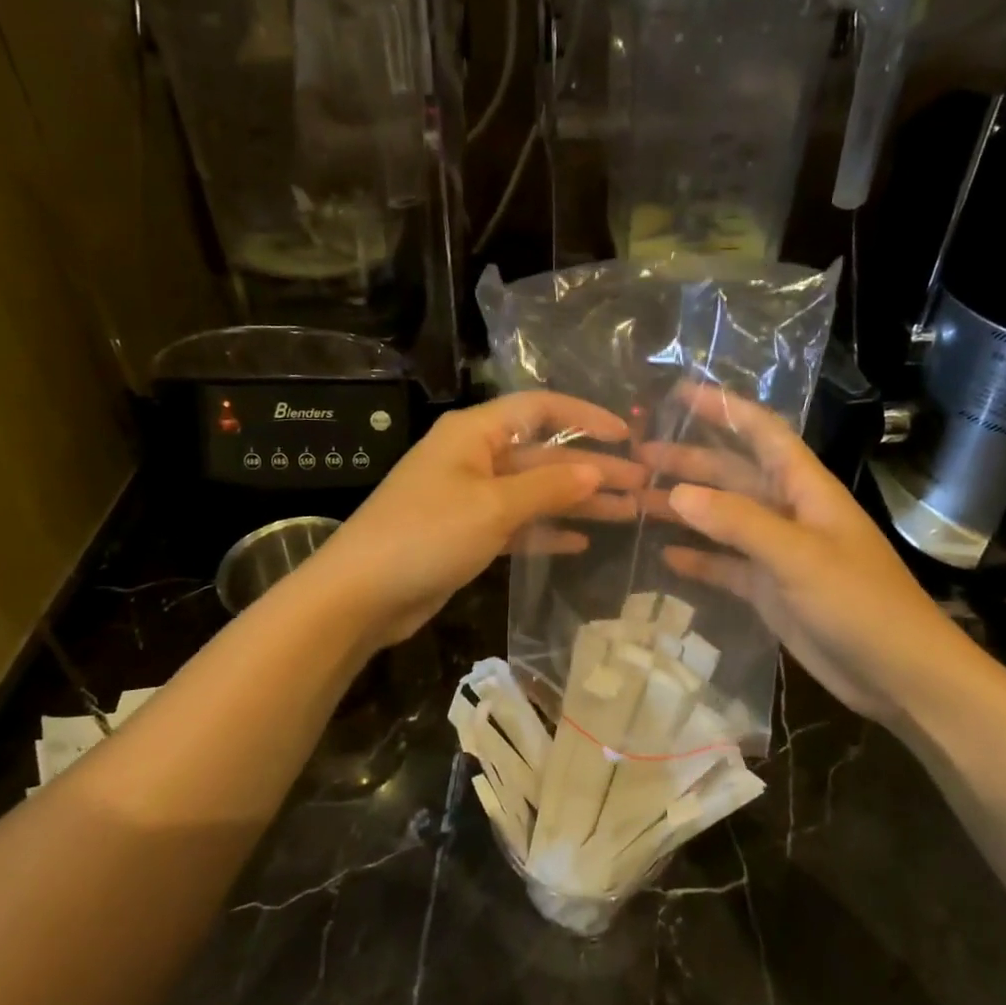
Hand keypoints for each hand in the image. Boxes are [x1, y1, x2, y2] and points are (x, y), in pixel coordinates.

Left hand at [305, 392, 640, 648]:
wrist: (361, 595)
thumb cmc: (426, 535)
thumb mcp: (493, 506)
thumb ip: (548, 487)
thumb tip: (598, 471)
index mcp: (475, 433)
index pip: (540, 409)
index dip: (586, 417)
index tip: (628, 435)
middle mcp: (474, 457)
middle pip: (544, 455)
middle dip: (593, 469)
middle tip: (644, 485)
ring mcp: (470, 497)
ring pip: (535, 492)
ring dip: (578, 502)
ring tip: (629, 513)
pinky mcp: (467, 534)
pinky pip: (518, 524)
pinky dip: (547, 530)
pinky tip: (582, 541)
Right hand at [653, 385, 973, 722]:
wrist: (899, 676)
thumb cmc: (859, 602)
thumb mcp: (798, 556)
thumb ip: (738, 522)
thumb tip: (677, 491)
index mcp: (805, 488)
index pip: (762, 432)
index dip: (724, 408)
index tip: (679, 392)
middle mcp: (788, 512)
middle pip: (732, 474)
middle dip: (689, 461)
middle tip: (638, 456)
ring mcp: (778, 553)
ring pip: (723, 520)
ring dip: (685, 509)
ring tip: (637, 500)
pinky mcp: (770, 590)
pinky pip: (725, 565)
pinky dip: (698, 559)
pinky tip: (665, 556)